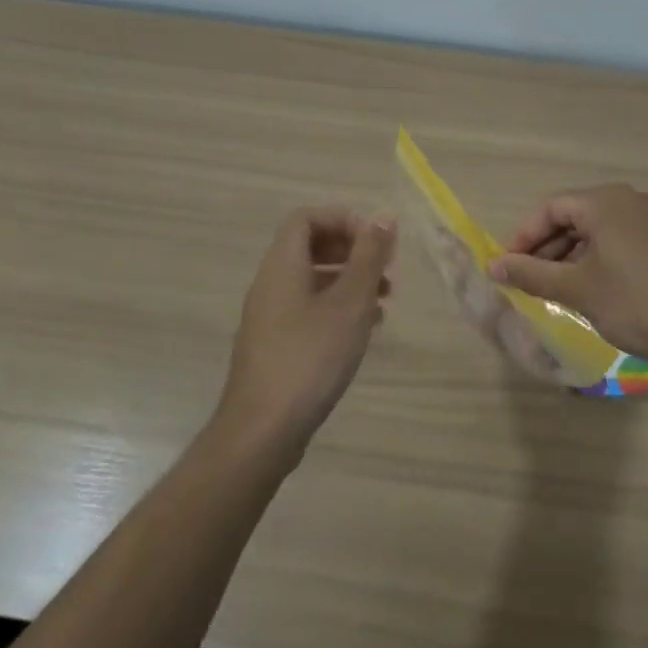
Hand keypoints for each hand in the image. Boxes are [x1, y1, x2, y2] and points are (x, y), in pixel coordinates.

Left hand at [215, 207, 397, 462]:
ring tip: (385, 301)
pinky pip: (309, 310)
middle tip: (386, 269)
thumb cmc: (310, 358)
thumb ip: (368, 256)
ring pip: (313, 281)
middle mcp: (271, 284)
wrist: (262, 432)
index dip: (343, 220)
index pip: (307, 218)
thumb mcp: (349, 303)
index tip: (376, 240)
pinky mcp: (275, 346)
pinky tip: (364, 331)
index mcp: (283, 265)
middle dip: (352, 251)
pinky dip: (338, 309)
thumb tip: (384, 215)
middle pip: (311, 247)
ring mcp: (270, 317)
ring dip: (350, 282)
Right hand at [488, 184, 647, 367]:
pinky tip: (594, 288)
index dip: (522, 237)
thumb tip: (493, 265)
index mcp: (604, 202)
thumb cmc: (638, 303)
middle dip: (546, 247)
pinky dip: (599, 258)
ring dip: (571, 255)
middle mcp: (629, 200)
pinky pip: (621, 239)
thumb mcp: (578, 290)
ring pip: (598, 230)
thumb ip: (532, 274)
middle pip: (573, 216)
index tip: (506, 267)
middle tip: (528, 280)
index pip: (549, 208)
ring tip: (557, 289)